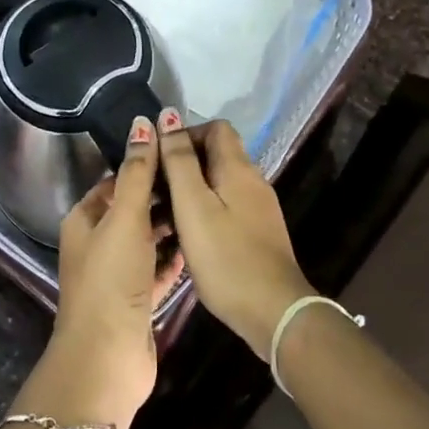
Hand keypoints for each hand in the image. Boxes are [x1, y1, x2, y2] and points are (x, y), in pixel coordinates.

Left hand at [51, 116, 186, 422]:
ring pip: (147, 240)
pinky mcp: (136, 300)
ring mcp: (117, 275)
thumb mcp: (124, 218)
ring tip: (206, 207)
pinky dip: (174, 258)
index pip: (115, 181)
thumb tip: (143, 124)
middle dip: (162, 196)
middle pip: (132, 210)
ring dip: (171, 226)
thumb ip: (137, 173)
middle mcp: (97, 244)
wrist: (106, 357)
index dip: (144, 165)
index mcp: (84, 221)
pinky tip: (199, 245)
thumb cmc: (111, 279)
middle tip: (200, 179)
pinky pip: (158, 269)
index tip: (179, 153)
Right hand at [156, 112, 314, 360]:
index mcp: (238, 168)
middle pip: (217, 154)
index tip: (158, 159)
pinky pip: (226, 206)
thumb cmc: (226, 256)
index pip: (215, 128)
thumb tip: (168, 116)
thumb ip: (179, 160)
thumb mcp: (193, 206)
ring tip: (162, 214)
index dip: (185, 134)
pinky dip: (204, 210)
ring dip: (190, 189)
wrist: (274, 312)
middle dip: (183, 163)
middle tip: (154, 189)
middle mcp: (253, 180)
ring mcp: (258, 208)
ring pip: (219, 183)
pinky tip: (187, 235)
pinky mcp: (258, 232)